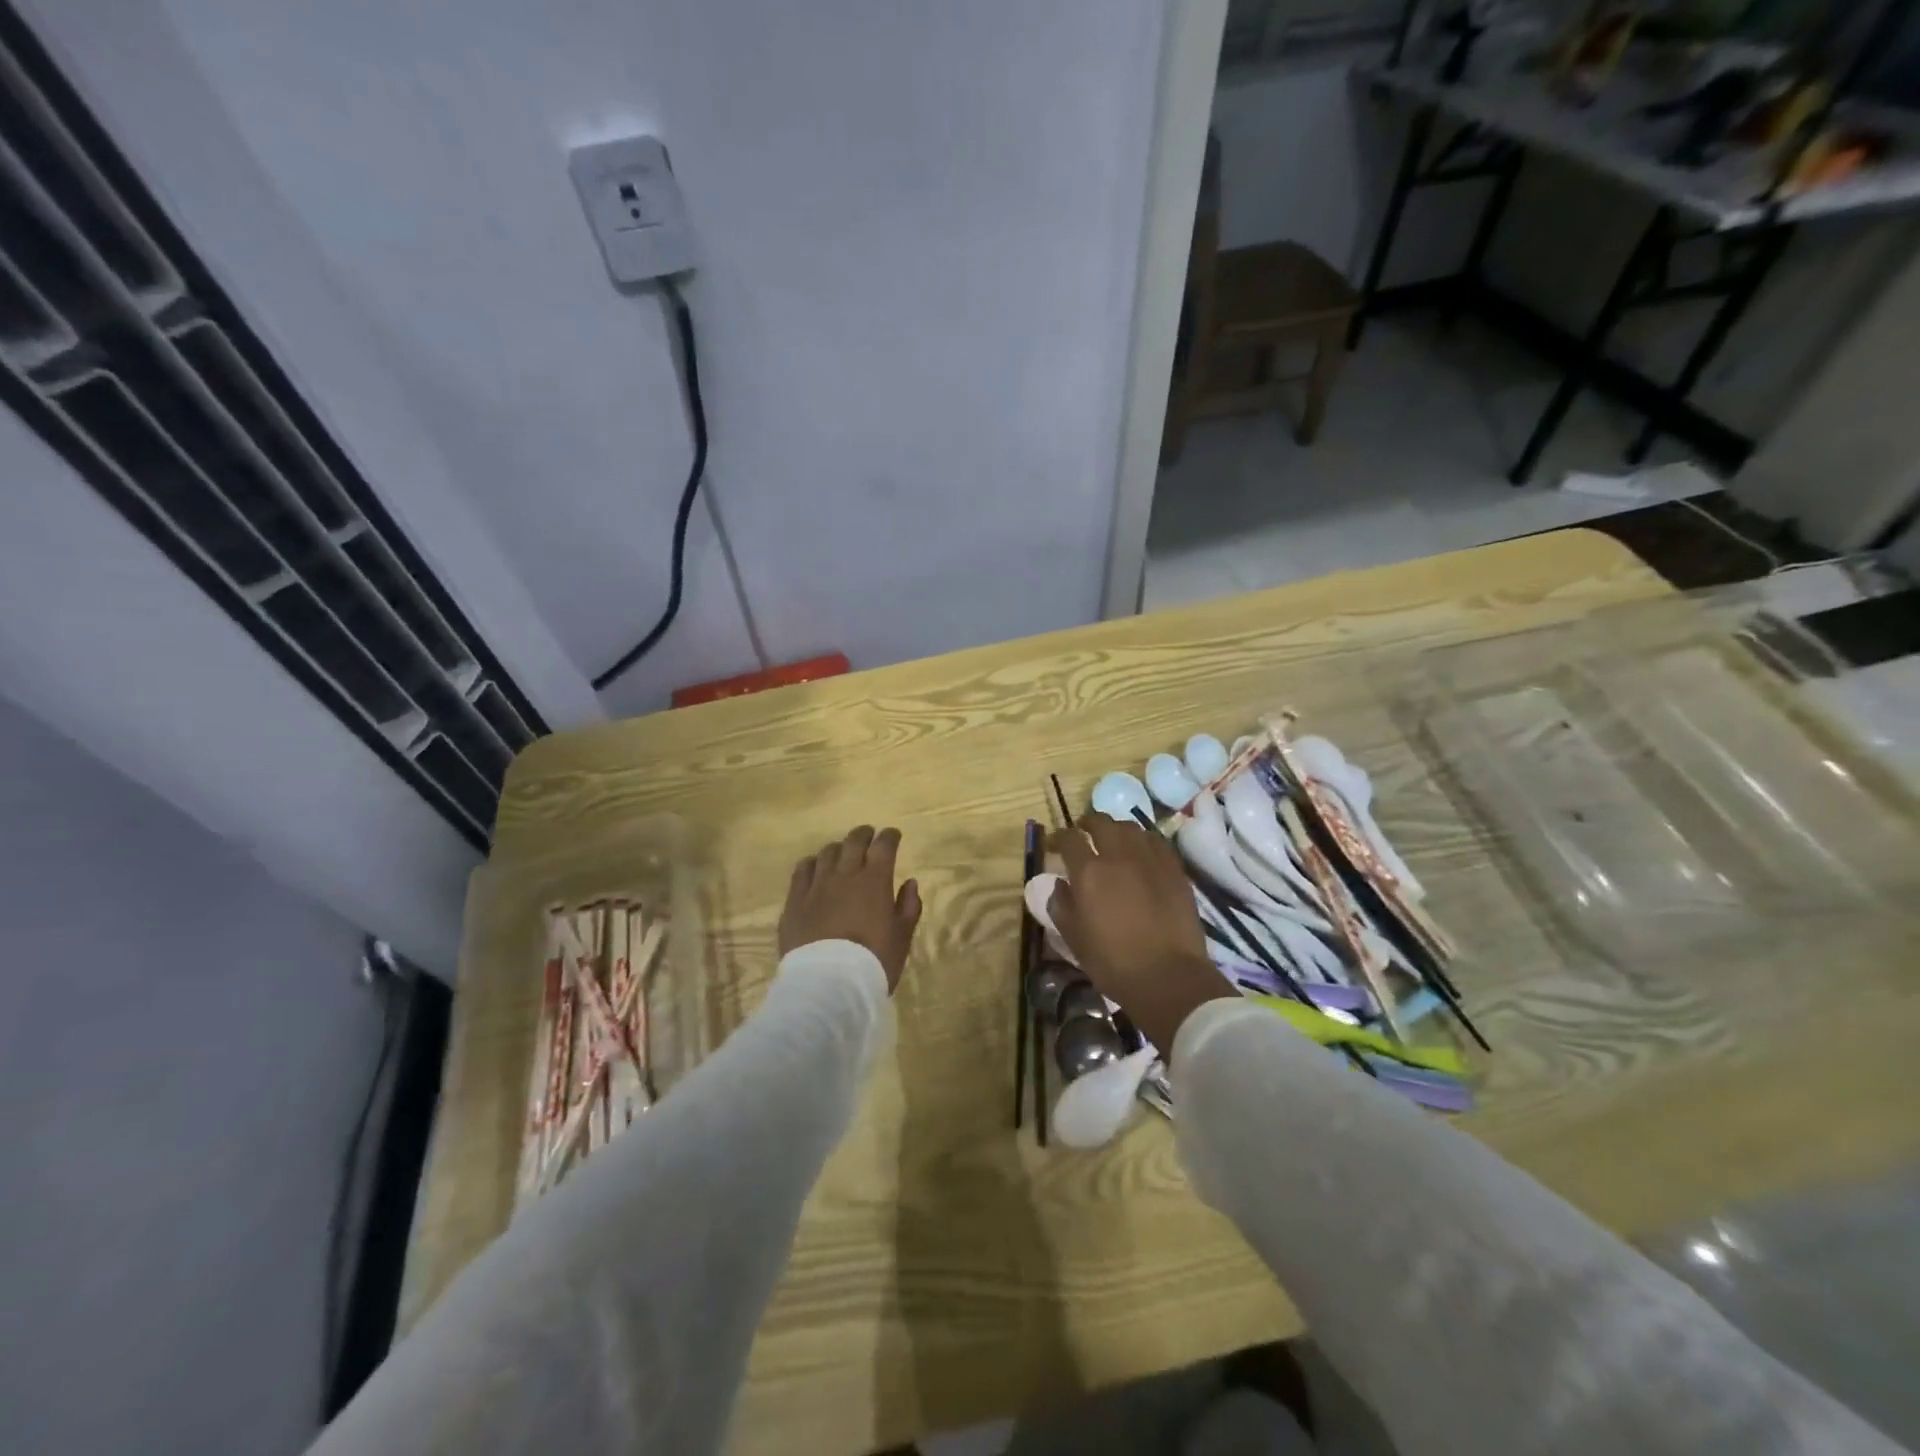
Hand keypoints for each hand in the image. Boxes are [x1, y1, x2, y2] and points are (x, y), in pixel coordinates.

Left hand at [779, 826, 922, 992]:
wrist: (828, 984)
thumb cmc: (873, 961)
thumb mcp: (902, 938)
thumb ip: (908, 906)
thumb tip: (910, 883)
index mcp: (875, 881)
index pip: (884, 846)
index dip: (889, 837)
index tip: (893, 835)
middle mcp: (845, 875)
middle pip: (853, 842)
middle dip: (864, 835)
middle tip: (868, 835)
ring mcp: (817, 885)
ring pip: (827, 853)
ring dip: (838, 848)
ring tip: (842, 852)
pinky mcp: (795, 900)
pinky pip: (802, 870)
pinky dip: (812, 863)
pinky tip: (814, 867)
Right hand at [1047, 816, 1233, 1052]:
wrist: (1168, 976)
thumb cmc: (1113, 961)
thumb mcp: (1073, 937)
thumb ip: (1060, 904)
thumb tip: (1060, 884)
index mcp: (1088, 871)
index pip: (1068, 838)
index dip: (1057, 837)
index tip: (1053, 844)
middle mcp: (1118, 855)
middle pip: (1101, 822)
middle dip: (1087, 823)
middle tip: (1083, 833)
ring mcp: (1150, 859)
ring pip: (1130, 828)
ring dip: (1116, 829)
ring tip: (1112, 841)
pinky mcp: (1174, 869)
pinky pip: (1155, 842)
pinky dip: (1142, 841)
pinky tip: (1141, 853)